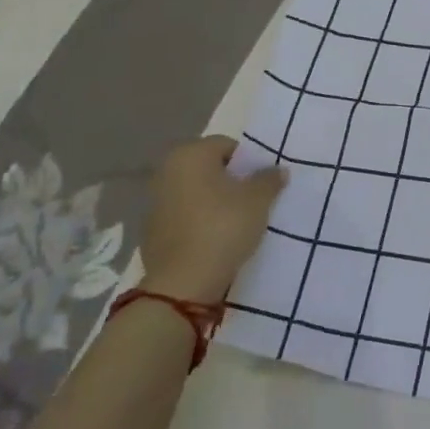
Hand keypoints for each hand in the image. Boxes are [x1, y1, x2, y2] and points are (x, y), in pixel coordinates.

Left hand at [138, 137, 286, 305]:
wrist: (183, 283)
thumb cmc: (223, 227)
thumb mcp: (258, 200)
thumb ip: (269, 179)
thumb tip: (277, 170)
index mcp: (190, 155)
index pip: (227, 145)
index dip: (249, 162)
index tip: (263, 182)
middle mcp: (167, 171)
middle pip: (209, 168)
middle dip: (232, 181)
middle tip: (254, 200)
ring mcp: (155, 202)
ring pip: (196, 192)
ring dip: (215, 201)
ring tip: (238, 221)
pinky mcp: (152, 231)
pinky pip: (185, 216)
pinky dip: (200, 221)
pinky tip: (217, 239)